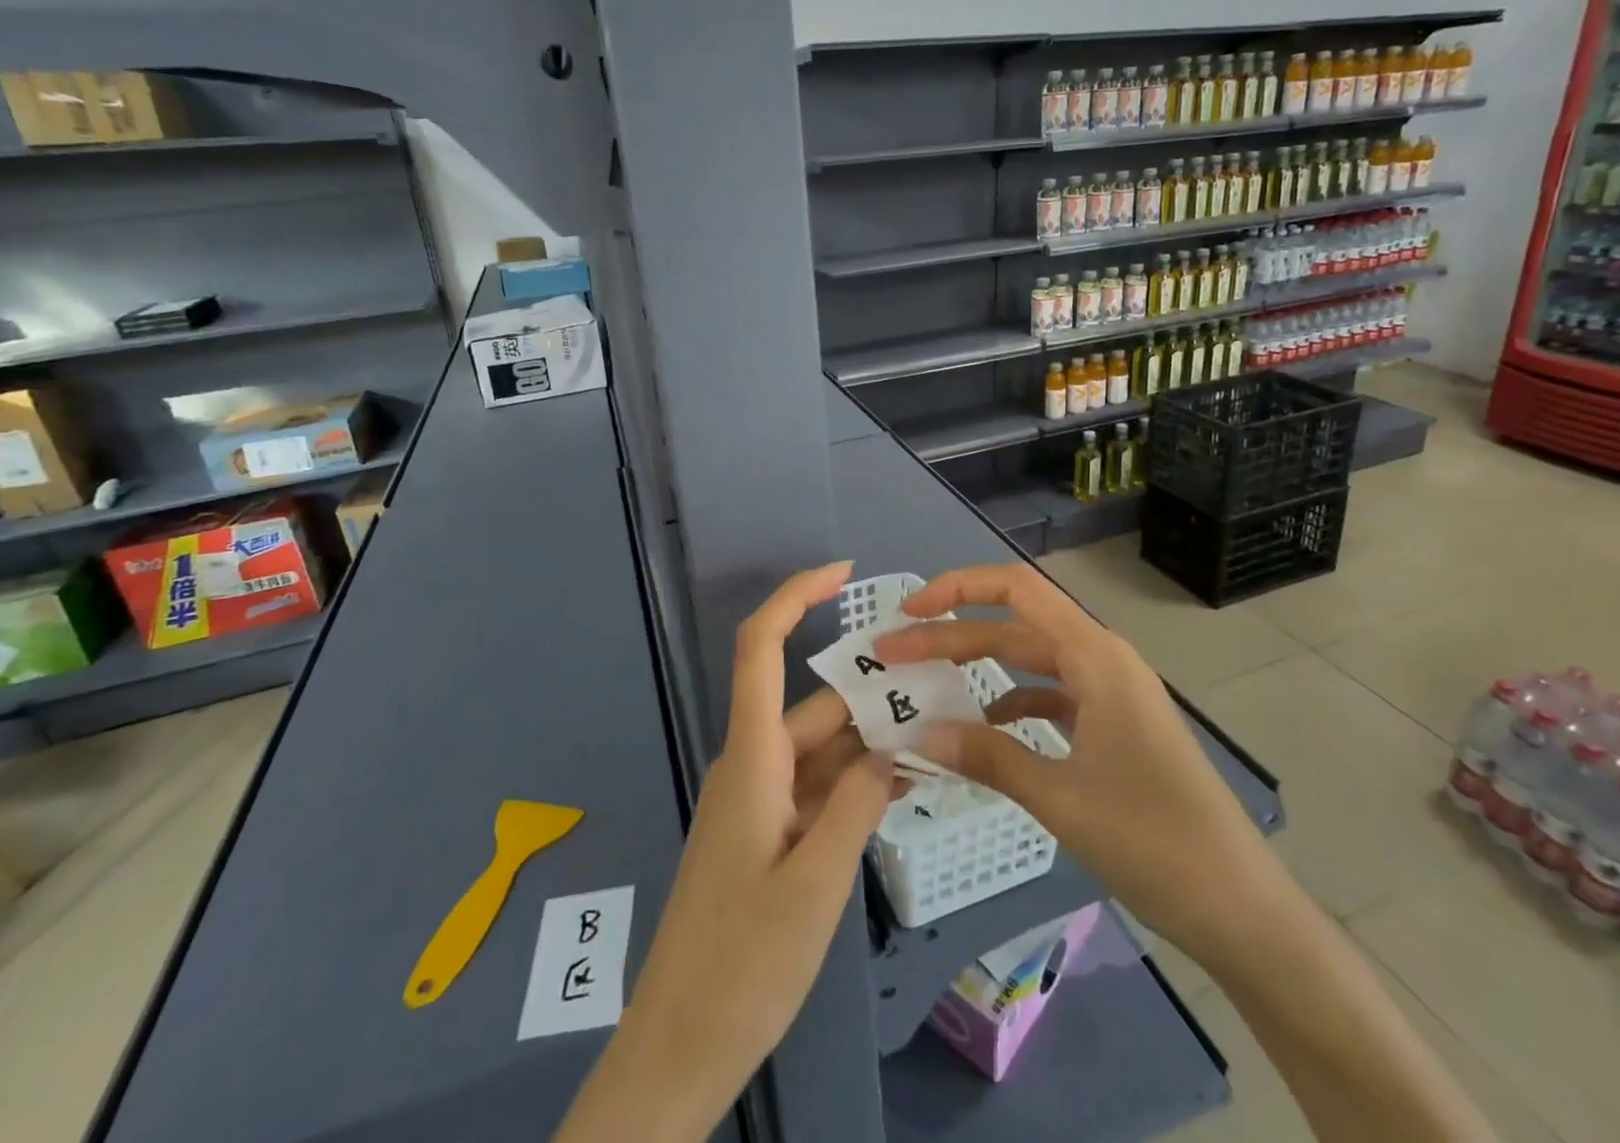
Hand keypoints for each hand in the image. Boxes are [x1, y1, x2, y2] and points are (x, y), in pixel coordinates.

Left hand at [555, 562, 894, 1142]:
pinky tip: (899, 793)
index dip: (795, 597)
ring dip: (868, 746)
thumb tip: (891, 748)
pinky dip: (853, 784)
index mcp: (751, 759)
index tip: (843, 571)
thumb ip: (857, 803)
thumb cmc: (743, 963)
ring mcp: (757, 801)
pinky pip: (814, 788)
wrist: (680, 1048)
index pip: (761, 649)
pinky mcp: (764, 834)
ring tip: (934, 746)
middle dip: (870, 697)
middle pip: (813, 707)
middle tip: (939, 698)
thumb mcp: (817, 882)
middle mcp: (751, 765)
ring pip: (819, 750)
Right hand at [873, 562, 1283, 968]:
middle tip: (891, 656)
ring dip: (977, 668)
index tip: (909, 611)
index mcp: (1096, 656)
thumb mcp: (1060, 799)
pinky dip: (1012, 703)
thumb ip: (987, 757)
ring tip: (925, 688)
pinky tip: (982, 727)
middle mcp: (1102, 660)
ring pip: (1030, 662)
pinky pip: (1050, 696)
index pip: (1017, 590)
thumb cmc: (1155, 842)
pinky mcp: (1113, 726)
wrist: (1242, 909)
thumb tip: (919, 732)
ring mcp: (1110, 694)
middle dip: (950, 636)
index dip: (958, 589)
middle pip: (1014, 627)